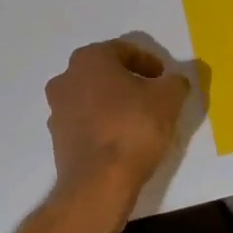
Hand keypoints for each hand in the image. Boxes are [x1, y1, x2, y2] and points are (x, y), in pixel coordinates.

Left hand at [45, 40, 189, 189]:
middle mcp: (66, 79)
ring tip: (140, 119)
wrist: (99, 182)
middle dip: (128, 80)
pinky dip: (103, 124)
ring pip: (92, 97)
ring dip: (114, 103)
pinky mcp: (57, 139)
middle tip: (153, 95)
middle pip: (104, 72)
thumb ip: (175, 82)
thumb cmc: (134, 127)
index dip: (148, 62)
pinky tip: (123, 139)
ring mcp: (57, 110)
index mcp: (89, 59)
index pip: (123, 50)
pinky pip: (85, 122)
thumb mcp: (169, 98)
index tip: (164, 78)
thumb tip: (175, 80)